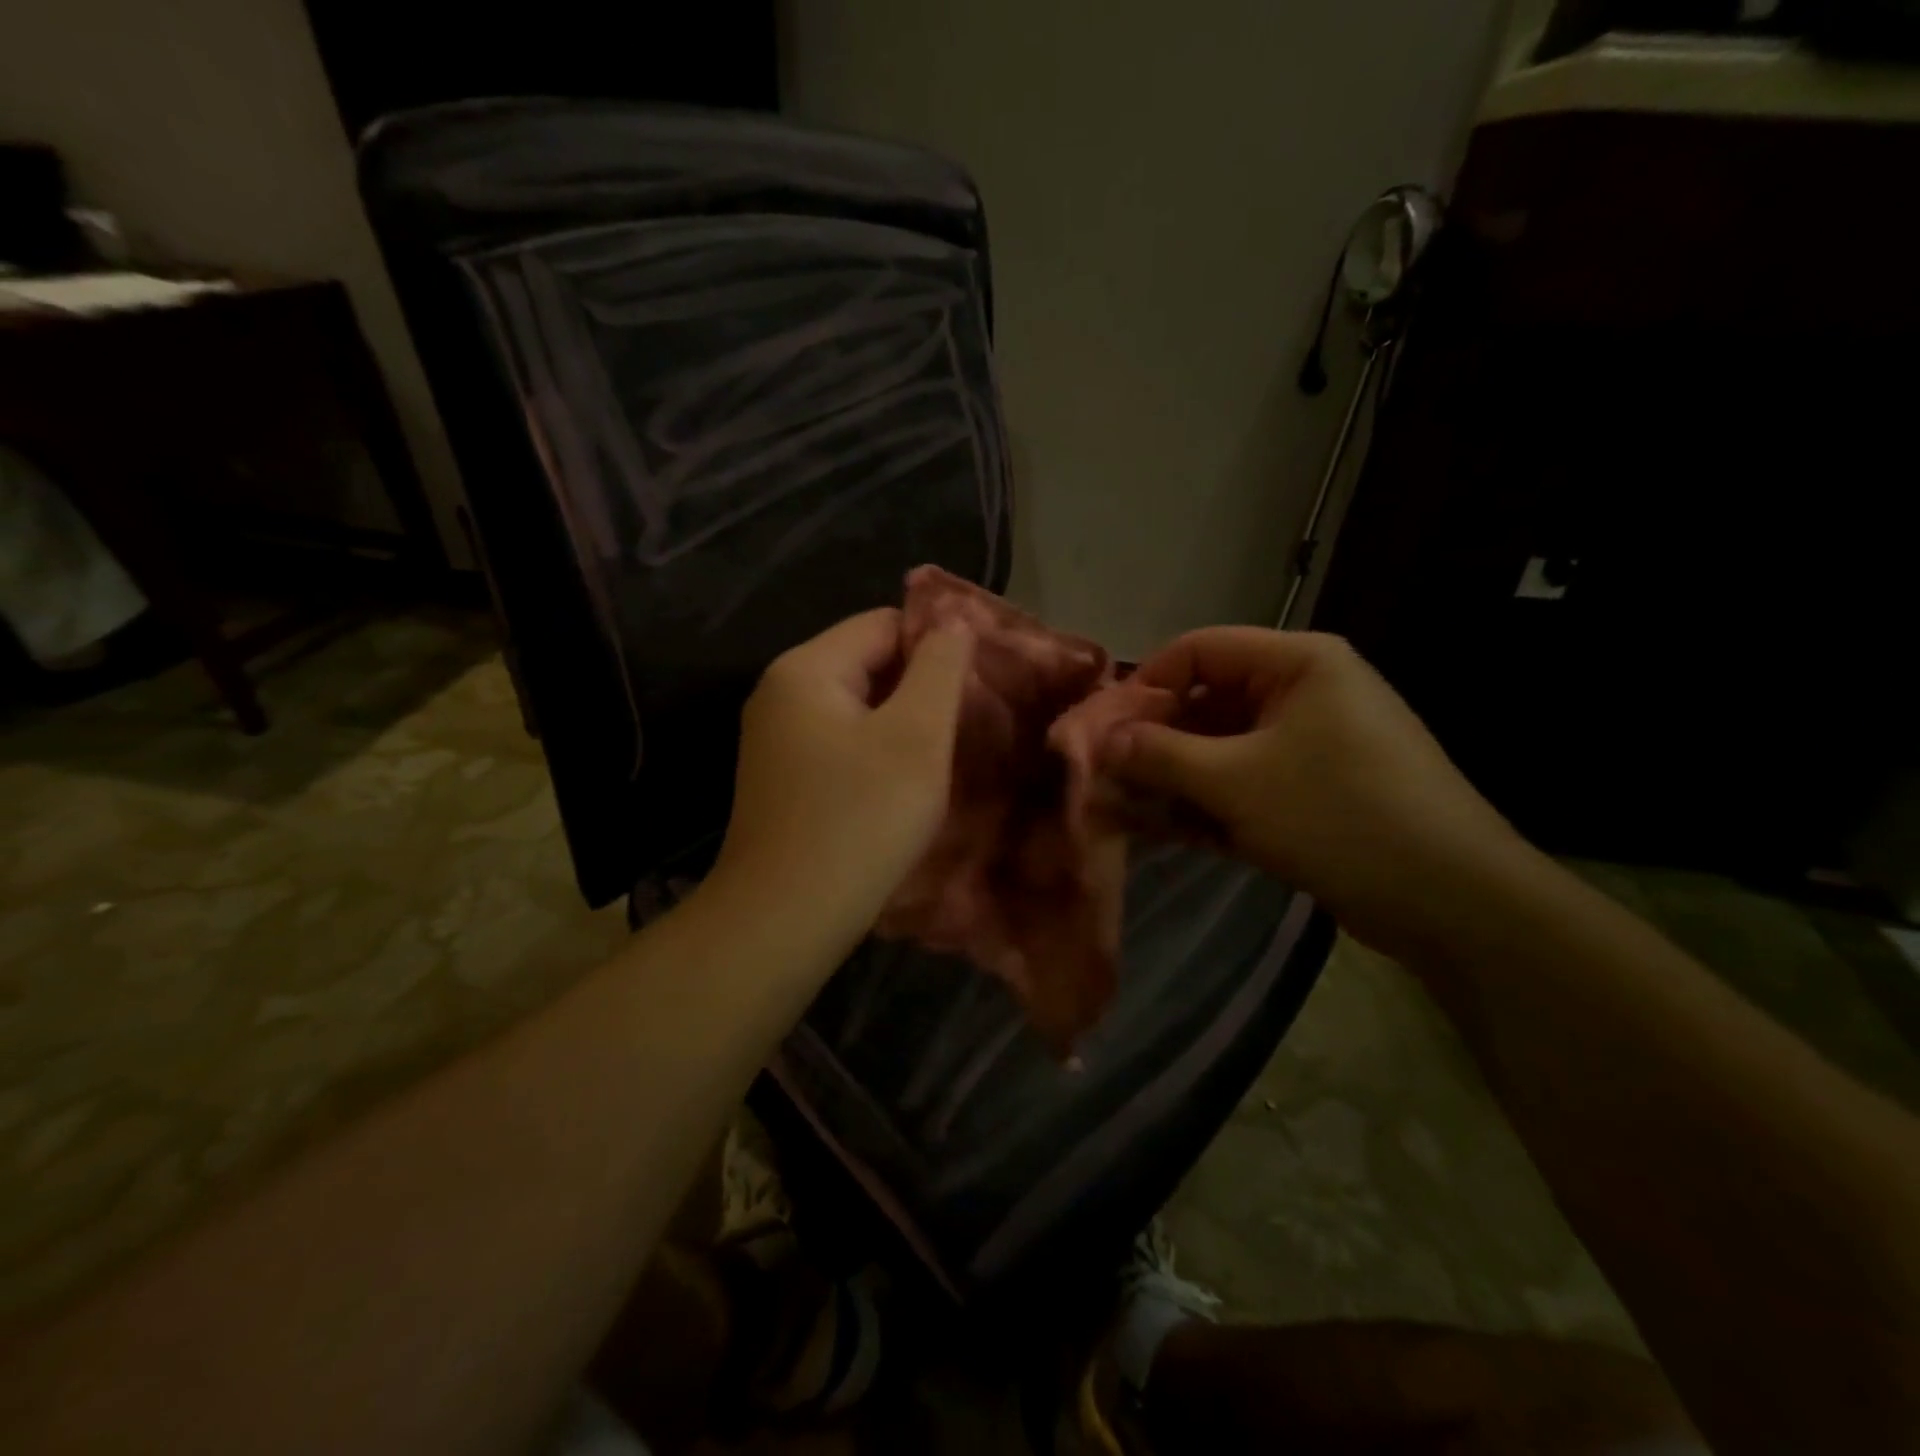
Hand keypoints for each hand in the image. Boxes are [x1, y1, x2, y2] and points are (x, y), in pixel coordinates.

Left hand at [709, 608, 973, 951]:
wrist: (785, 920)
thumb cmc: (859, 820)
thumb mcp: (915, 736)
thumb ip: (939, 668)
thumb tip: (952, 619)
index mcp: (806, 669)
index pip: (883, 624)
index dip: (936, 643)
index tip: (979, 682)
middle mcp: (781, 693)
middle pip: (867, 662)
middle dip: (920, 686)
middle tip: (969, 722)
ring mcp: (776, 740)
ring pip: (857, 708)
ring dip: (902, 723)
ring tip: (943, 754)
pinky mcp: (782, 780)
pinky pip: (840, 744)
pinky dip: (876, 752)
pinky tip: (902, 785)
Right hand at [1106, 628, 1543, 959]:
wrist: (1451, 901)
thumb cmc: (1339, 816)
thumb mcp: (1236, 782)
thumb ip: (1161, 755)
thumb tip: (1101, 740)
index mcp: (1297, 663)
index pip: (1199, 650)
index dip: (1146, 684)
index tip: (1103, 729)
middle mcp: (1303, 691)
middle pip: (1207, 700)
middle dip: (1154, 740)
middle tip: (1106, 776)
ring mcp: (1310, 743)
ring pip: (1221, 747)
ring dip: (1173, 777)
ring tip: (1125, 808)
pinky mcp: (1312, 790)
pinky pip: (1244, 781)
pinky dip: (1206, 802)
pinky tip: (1164, 829)